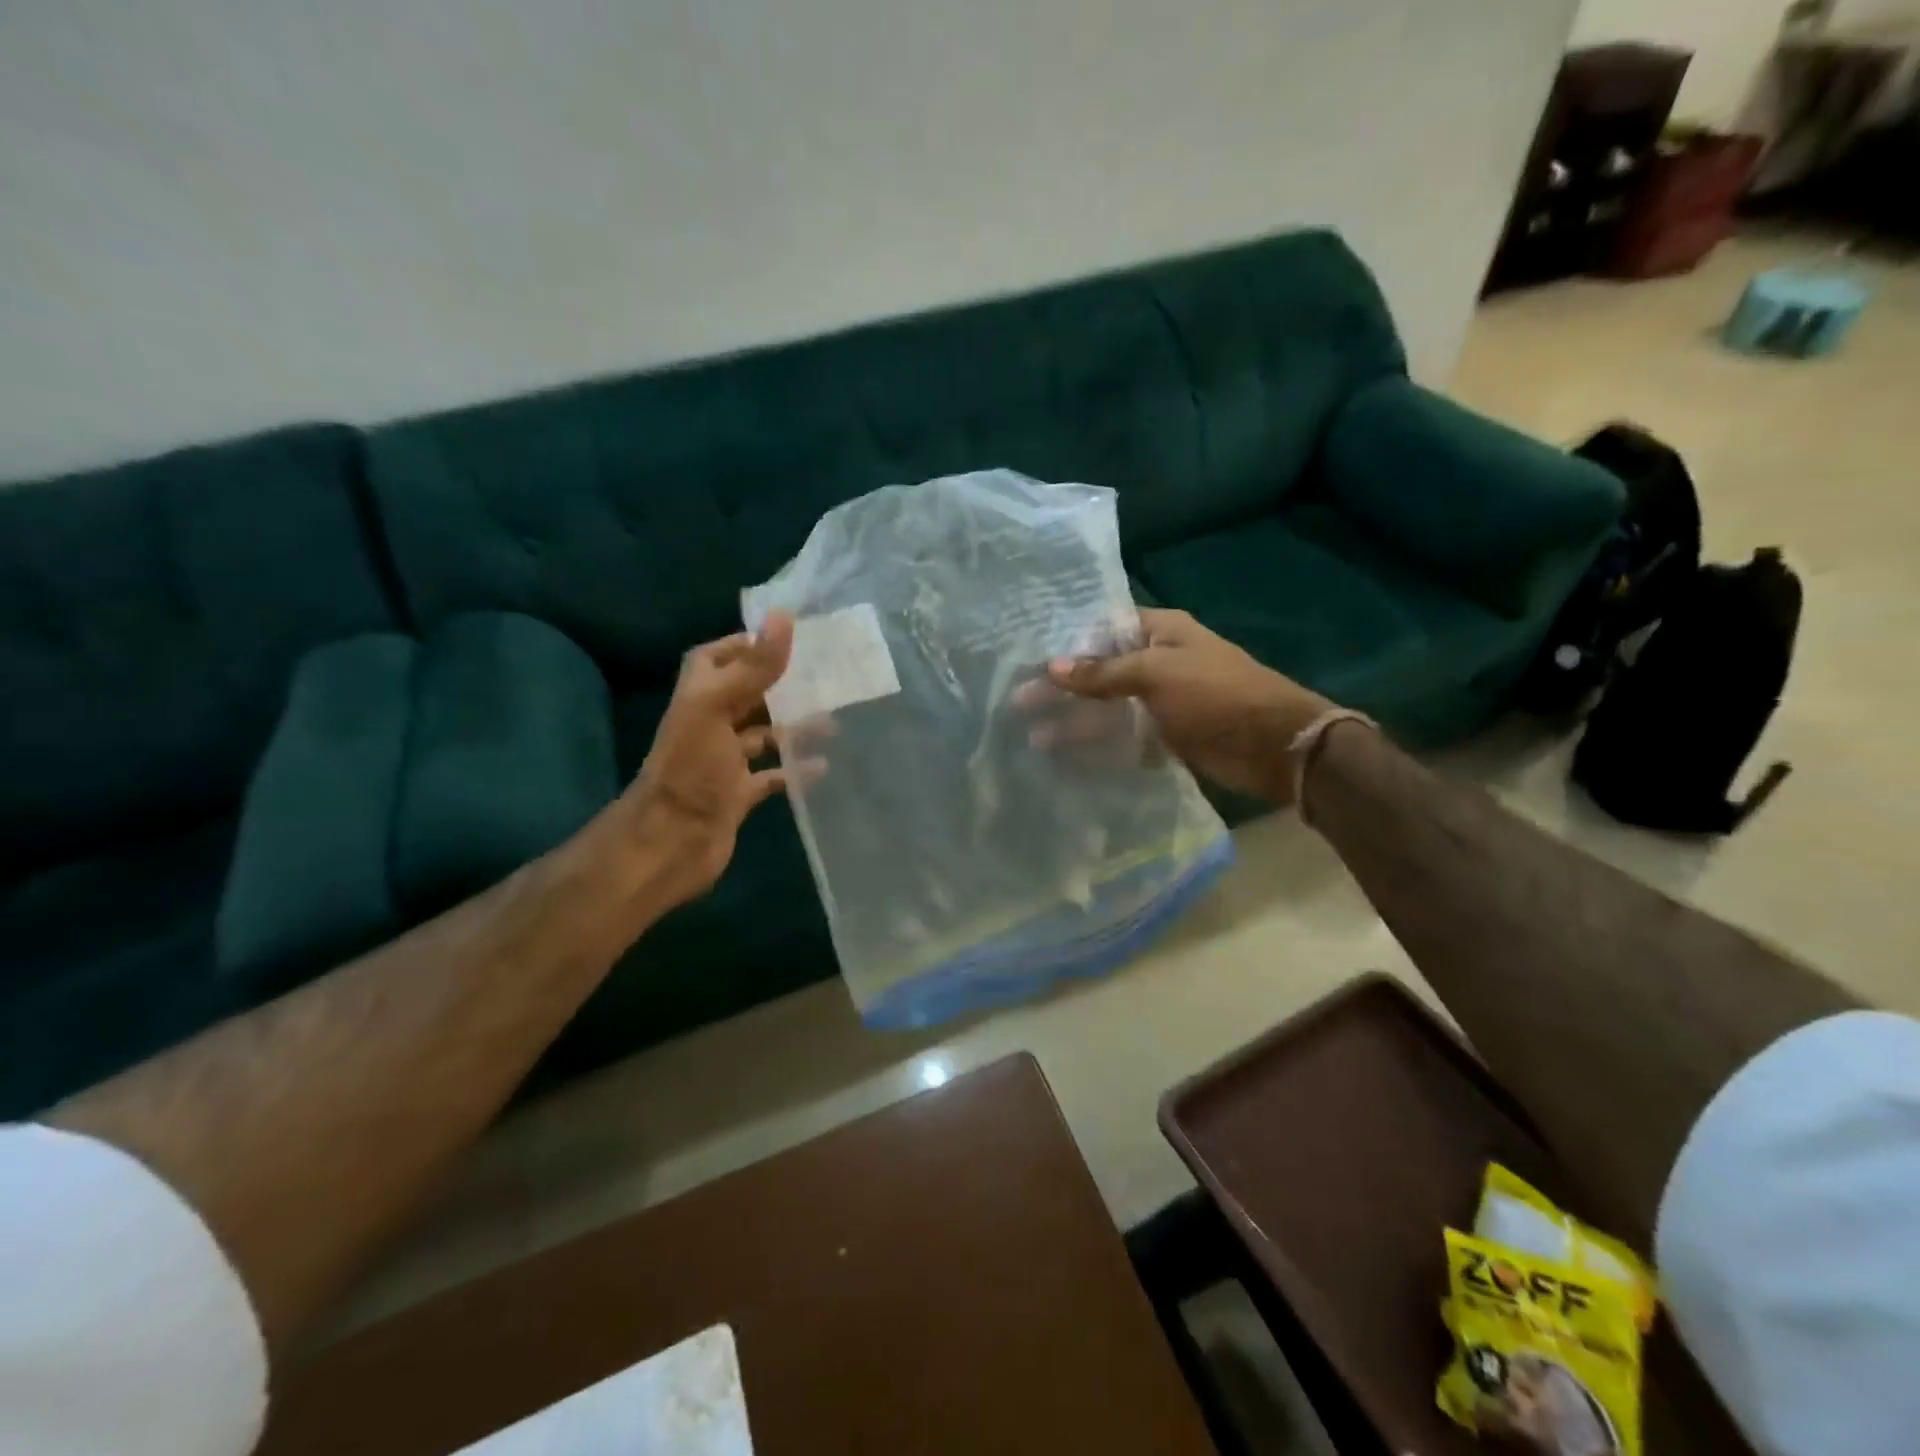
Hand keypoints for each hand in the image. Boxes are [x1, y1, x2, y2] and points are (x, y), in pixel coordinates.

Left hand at [620, 614, 795, 906]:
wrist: (671, 842)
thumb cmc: (692, 768)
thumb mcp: (718, 708)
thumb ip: (753, 666)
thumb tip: (783, 615)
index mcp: (699, 698)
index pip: (715, 659)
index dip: (744, 646)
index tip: (784, 640)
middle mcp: (710, 725)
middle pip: (745, 695)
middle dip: (780, 686)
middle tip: (823, 677)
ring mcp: (724, 762)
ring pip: (762, 736)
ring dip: (793, 728)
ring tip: (832, 722)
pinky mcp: (738, 794)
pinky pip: (771, 777)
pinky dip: (794, 771)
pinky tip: (821, 767)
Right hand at [1046, 609, 1333, 804]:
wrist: (1275, 746)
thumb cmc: (1216, 694)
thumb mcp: (1157, 673)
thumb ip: (1103, 672)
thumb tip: (1052, 667)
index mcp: (1160, 631)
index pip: (1101, 629)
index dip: (1066, 644)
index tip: (1026, 660)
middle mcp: (1157, 661)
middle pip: (1098, 671)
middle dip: (1062, 688)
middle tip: (1018, 704)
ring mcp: (1160, 701)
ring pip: (1108, 708)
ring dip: (1075, 722)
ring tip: (1034, 738)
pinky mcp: (1165, 735)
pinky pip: (1123, 737)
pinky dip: (1098, 745)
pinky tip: (1066, 757)